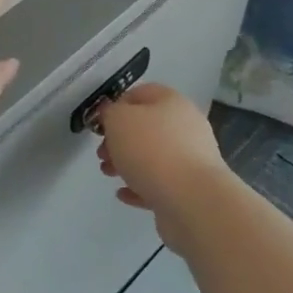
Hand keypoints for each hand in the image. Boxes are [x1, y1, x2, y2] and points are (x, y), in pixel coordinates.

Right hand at [95, 84, 229, 244]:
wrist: (191, 200)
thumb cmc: (151, 150)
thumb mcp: (118, 120)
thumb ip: (110, 112)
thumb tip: (112, 113)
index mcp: (172, 102)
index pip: (141, 93)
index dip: (117, 105)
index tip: (100, 123)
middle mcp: (186, 127)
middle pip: (146, 127)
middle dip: (119, 140)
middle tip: (102, 154)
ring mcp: (191, 159)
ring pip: (152, 156)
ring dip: (127, 163)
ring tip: (109, 174)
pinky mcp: (190, 188)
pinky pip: (160, 183)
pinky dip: (140, 186)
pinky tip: (124, 194)